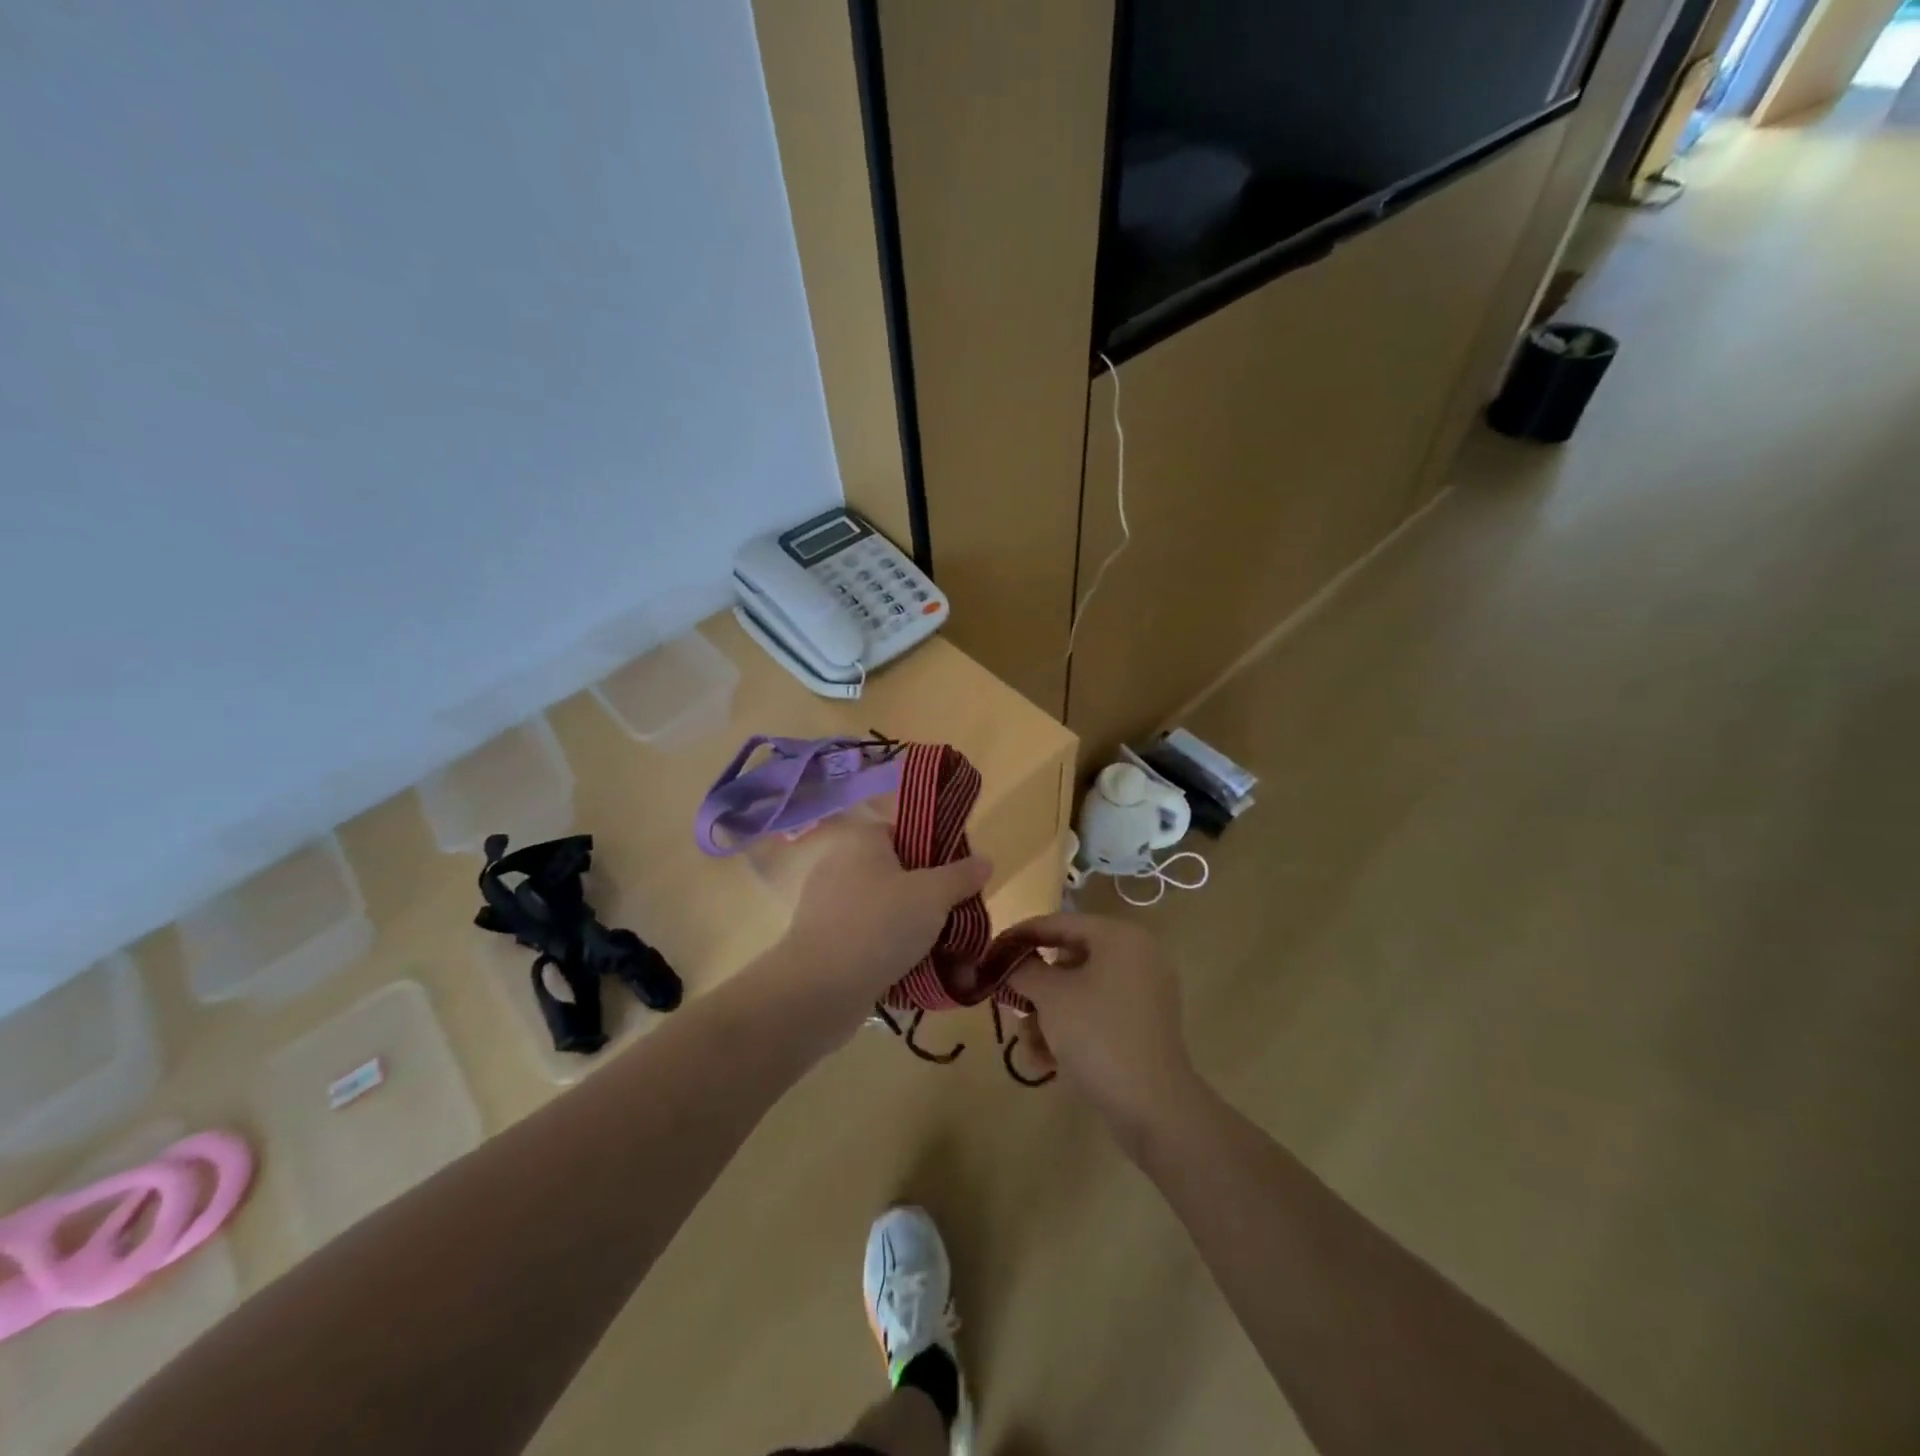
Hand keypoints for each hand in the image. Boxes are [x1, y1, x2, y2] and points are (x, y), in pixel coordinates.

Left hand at [775, 821, 990, 1032]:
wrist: (818, 989)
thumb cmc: (880, 926)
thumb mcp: (933, 896)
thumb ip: (961, 876)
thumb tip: (985, 860)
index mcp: (863, 840)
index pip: (907, 833)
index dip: (938, 853)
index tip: (961, 880)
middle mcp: (841, 864)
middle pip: (900, 874)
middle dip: (931, 900)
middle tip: (958, 921)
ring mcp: (829, 904)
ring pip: (887, 910)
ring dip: (915, 930)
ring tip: (945, 956)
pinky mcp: (824, 940)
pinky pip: (869, 937)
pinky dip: (891, 951)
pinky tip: (915, 973)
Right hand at [1008, 913, 1199, 1138]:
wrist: (1153, 1106)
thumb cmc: (1098, 1034)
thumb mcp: (1051, 996)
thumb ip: (1024, 969)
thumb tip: (1010, 961)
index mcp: (1119, 937)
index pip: (1060, 923)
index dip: (1021, 935)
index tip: (990, 951)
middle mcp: (1135, 957)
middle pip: (1068, 960)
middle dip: (1035, 988)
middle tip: (1009, 1003)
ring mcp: (1142, 994)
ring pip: (1079, 992)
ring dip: (1047, 1017)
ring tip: (1028, 1046)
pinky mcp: (1141, 1028)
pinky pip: (1096, 1015)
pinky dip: (1069, 1032)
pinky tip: (1046, 1062)